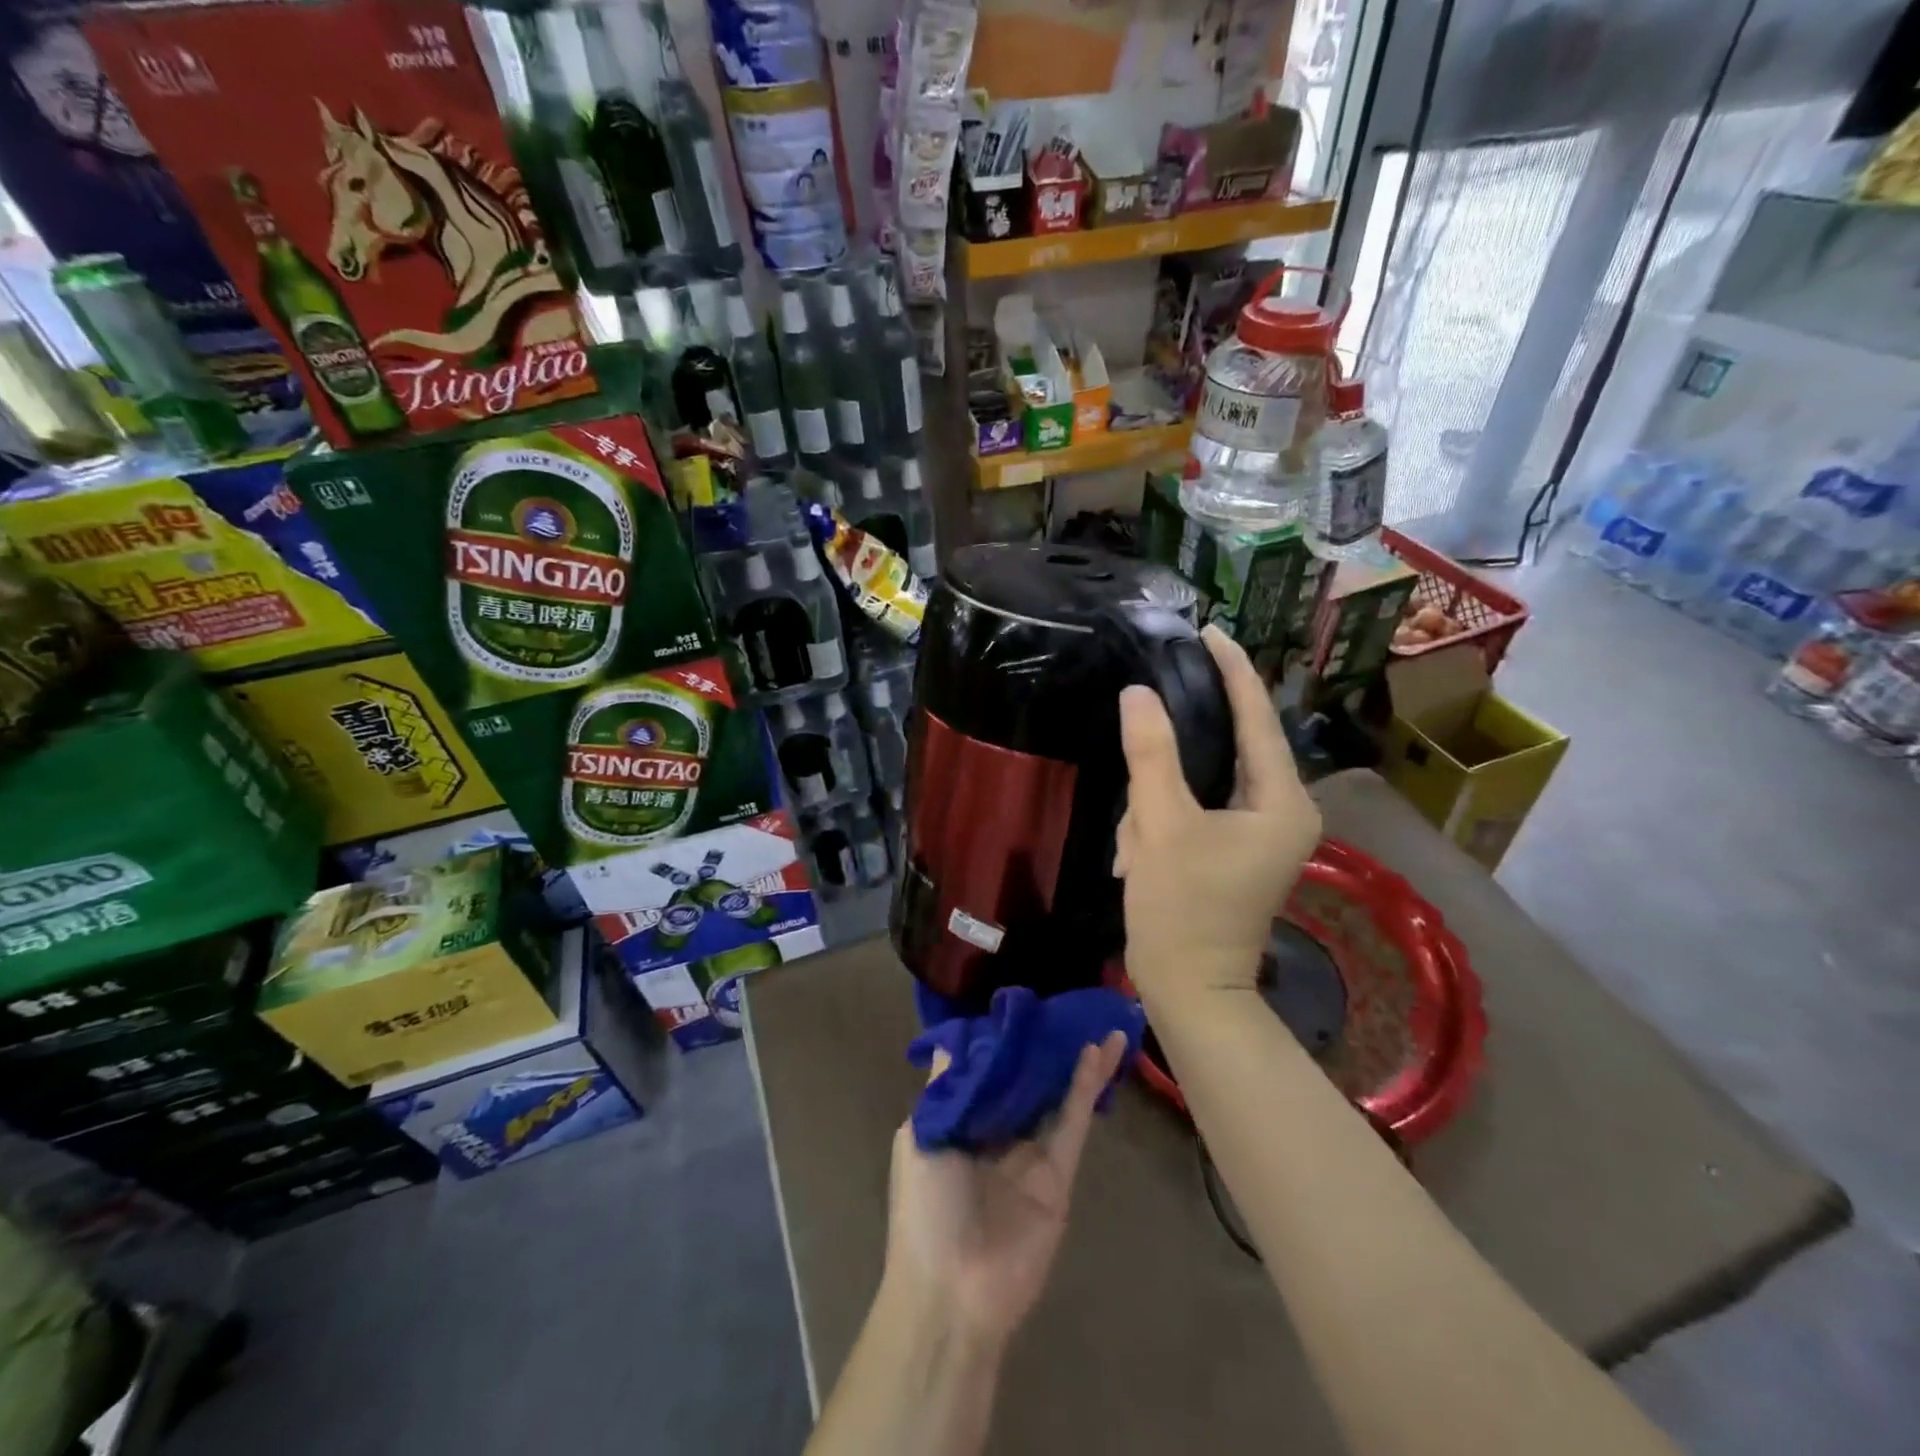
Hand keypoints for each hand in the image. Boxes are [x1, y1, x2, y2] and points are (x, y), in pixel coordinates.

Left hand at [882, 1033, 1126, 1344]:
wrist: (952, 1292)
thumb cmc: (925, 1209)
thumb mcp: (920, 1138)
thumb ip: (944, 1089)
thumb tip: (952, 1042)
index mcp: (960, 1123)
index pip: (987, 1071)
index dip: (1004, 1040)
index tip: (1021, 1005)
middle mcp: (996, 1133)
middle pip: (1026, 1080)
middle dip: (1044, 1047)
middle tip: (1066, 1007)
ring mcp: (1030, 1154)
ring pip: (1055, 1096)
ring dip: (1075, 1060)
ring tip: (1097, 1021)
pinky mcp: (1058, 1175)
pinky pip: (1072, 1123)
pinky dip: (1086, 1087)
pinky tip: (1098, 1052)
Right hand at [1114, 625, 1320, 1003]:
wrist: (1189, 991)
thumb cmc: (1182, 909)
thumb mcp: (1160, 825)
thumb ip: (1151, 754)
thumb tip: (1138, 693)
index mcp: (1282, 802)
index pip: (1257, 718)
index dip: (1232, 671)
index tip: (1207, 631)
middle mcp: (1282, 811)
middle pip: (1229, 749)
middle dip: (1174, 760)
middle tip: (1143, 746)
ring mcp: (1259, 833)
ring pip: (1202, 783)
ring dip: (1159, 803)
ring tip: (1137, 845)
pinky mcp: (1234, 848)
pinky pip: (1195, 809)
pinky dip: (1162, 820)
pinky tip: (1138, 851)